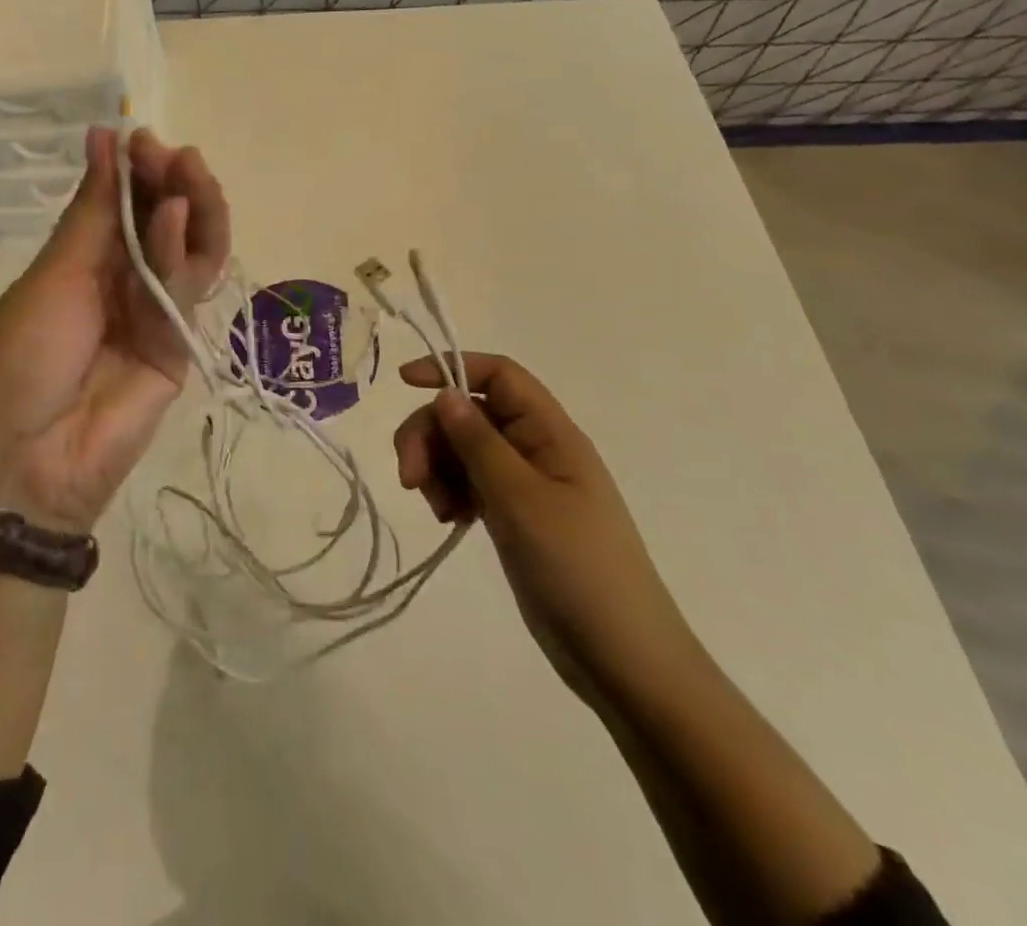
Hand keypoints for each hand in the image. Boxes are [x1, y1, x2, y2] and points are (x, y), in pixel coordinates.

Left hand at [0, 126, 229, 533]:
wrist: (28, 462)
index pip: (119, 203)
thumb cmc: (20, 359)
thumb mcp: (53, 277)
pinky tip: (175, 214)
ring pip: (186, 249)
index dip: (134, 170)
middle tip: (170, 153)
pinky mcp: (179, 344)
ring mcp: (153, 312)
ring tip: (188, 169)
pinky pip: (187, 289)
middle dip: (168, 181)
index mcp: (80, 262)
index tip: (140, 138)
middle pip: (159, 221)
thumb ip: (92, 212)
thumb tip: (104, 137)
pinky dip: (185, 249)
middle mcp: (121, 281)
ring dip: (190, 206)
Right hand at [393, 352, 694, 692]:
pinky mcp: (513, 515)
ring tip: (437, 509)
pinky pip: (469, 483)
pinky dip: (450, 493)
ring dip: (436, 467)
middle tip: (409, 477)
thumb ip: (478, 442)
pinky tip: (448, 521)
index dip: (451, 367)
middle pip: (469, 413)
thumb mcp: (520, 499)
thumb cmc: (578, 569)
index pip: (498, 375)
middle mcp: (536, 449)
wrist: (622, 660)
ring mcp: (524, 484)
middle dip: (431, 434)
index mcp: (550, 433)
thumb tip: (445, 393)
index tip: (404, 382)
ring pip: (462, 449)